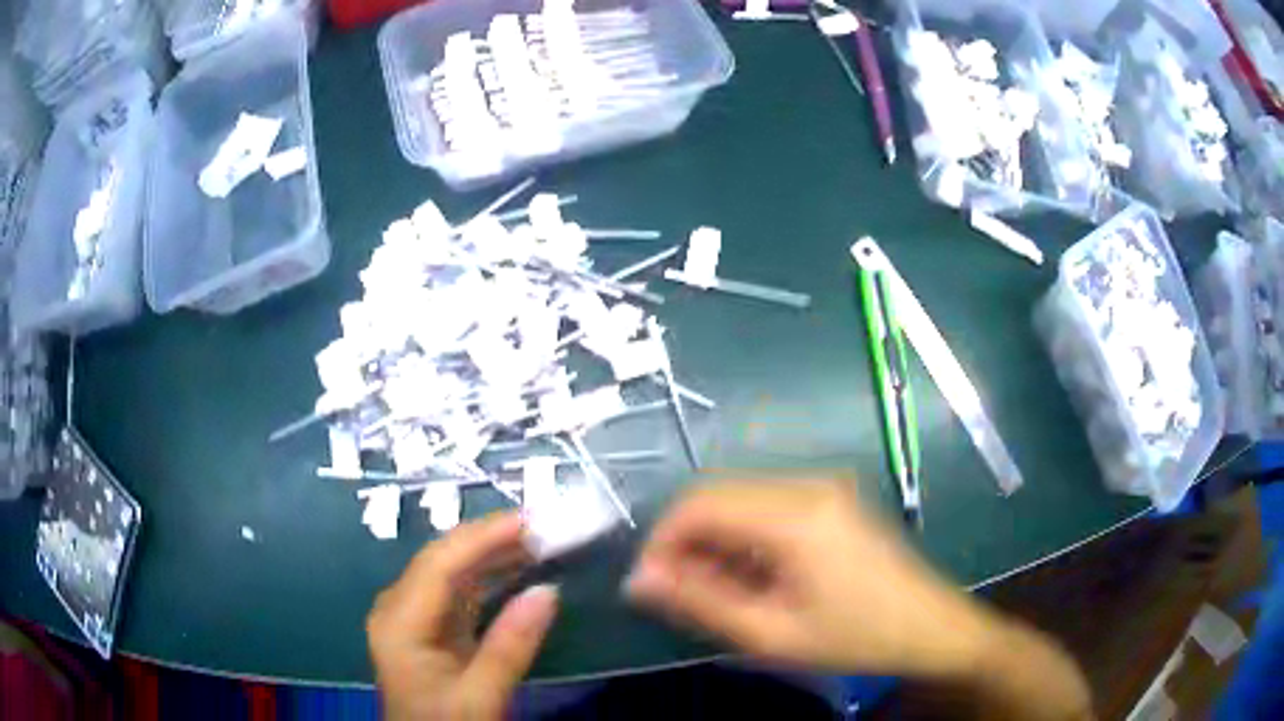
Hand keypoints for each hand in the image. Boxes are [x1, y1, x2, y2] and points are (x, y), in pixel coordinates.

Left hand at [367, 513, 557, 719]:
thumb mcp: (481, 697)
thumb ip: (511, 647)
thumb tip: (549, 591)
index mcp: (400, 623)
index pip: (439, 565)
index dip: (483, 537)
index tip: (530, 520)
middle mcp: (397, 608)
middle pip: (441, 560)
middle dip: (489, 539)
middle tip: (542, 524)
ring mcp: (411, 616)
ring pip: (450, 571)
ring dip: (491, 554)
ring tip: (537, 539)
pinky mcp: (428, 627)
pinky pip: (457, 591)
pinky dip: (488, 577)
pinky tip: (516, 568)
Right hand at [625, 480, 1001, 677]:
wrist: (932, 628)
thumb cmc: (856, 638)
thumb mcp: (771, 634)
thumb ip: (698, 603)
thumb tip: (638, 581)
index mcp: (796, 513)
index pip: (699, 503)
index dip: (661, 541)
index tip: (649, 585)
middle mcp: (809, 483)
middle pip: (719, 495)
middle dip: (686, 542)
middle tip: (679, 595)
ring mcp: (825, 486)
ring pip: (741, 499)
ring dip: (714, 541)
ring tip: (716, 592)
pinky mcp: (832, 499)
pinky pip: (768, 506)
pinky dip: (744, 538)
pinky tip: (751, 577)